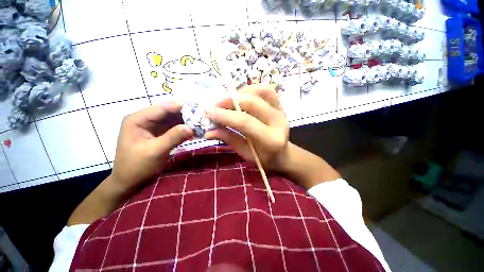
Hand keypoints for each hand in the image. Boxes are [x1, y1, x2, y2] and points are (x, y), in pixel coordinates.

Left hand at [111, 100, 193, 192]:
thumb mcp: (155, 151)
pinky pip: (174, 128)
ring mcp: (153, 127)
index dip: (179, 107)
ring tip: (200, 124)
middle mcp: (145, 120)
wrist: (130, 182)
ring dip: (186, 122)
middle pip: (168, 113)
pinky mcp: (160, 134)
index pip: (161, 108)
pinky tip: (193, 132)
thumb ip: (173, 137)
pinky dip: (183, 130)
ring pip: (173, 120)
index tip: (196, 108)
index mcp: (137, 119)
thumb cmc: (137, 166)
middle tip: (200, 117)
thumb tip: (191, 127)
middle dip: (184, 114)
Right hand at [205, 84, 289, 170]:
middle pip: (252, 103)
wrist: (282, 153)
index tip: (209, 112)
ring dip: (241, 92)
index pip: (245, 122)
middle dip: (230, 101)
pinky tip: (242, 95)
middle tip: (215, 104)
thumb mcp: (245, 153)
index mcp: (270, 140)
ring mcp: (282, 111)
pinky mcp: (281, 105)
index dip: (225, 115)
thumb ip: (229, 139)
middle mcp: (279, 122)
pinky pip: (267, 90)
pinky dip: (252, 89)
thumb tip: (208, 131)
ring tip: (228, 99)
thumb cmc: (263, 157)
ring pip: (261, 91)